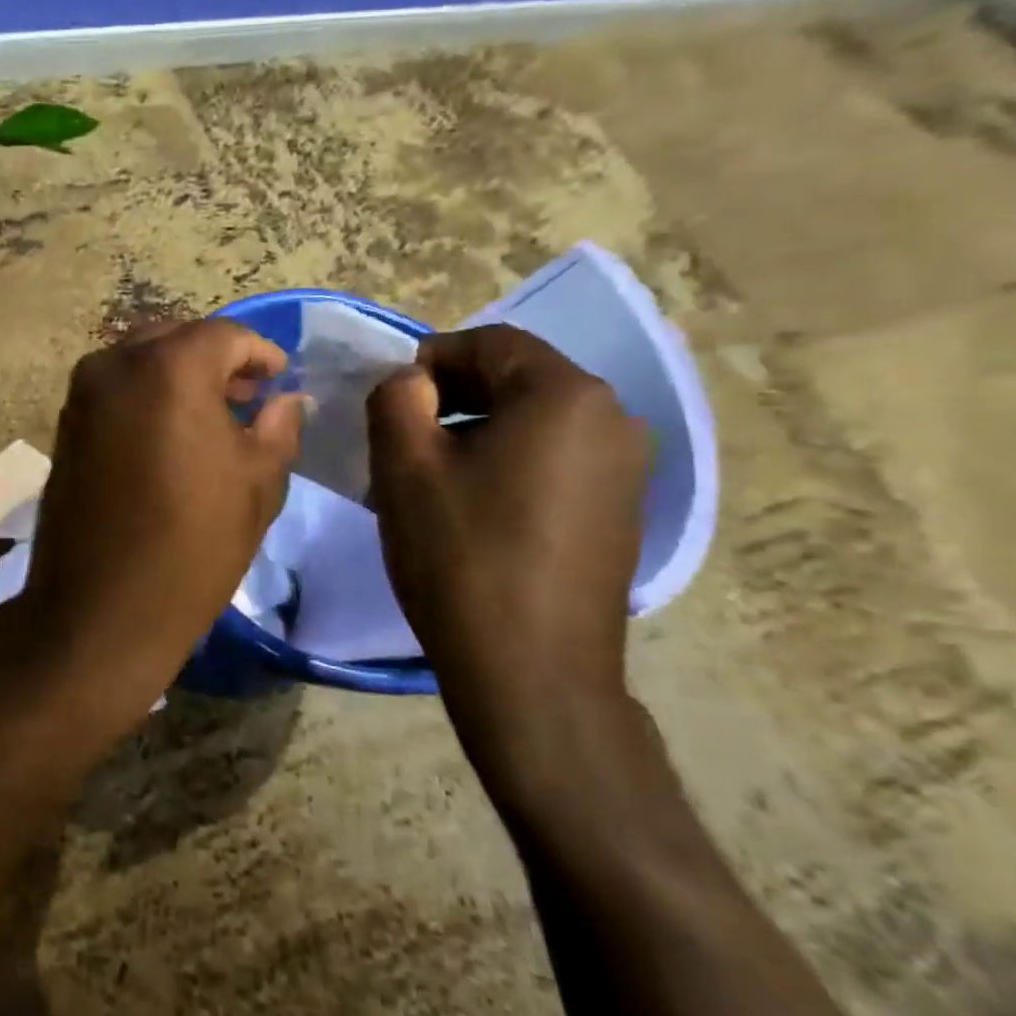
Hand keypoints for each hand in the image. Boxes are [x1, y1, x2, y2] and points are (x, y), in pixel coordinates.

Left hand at [13, 320, 304, 717]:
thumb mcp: (257, 485)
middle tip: (248, 395)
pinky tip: (169, 432)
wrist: (101, 609)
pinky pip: (115, 388)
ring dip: (178, 374)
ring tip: (212, 415)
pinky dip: (146, 393)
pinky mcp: (65, 424)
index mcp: (170, 368)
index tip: (279, 379)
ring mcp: (83, 394)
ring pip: (141, 360)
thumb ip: (278, 427)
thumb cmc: (193, 546)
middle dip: (216, 359)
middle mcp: (117, 365)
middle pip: (177, 338)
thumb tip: (286, 400)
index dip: (259, 353)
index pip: (225, 335)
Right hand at [367, 325, 648, 799]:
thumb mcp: (405, 466)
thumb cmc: (461, 556)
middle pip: (518, 380)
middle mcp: (613, 420)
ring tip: (430, 476)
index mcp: (566, 395)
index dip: (431, 358)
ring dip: (477, 432)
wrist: (533, 673)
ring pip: (536, 423)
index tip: (390, 399)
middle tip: (402, 436)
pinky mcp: (620, 514)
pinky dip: (508, 465)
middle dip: (453, 396)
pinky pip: (555, 462)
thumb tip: (411, 381)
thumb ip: (396, 399)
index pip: (491, 343)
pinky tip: (473, 510)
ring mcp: (626, 471)